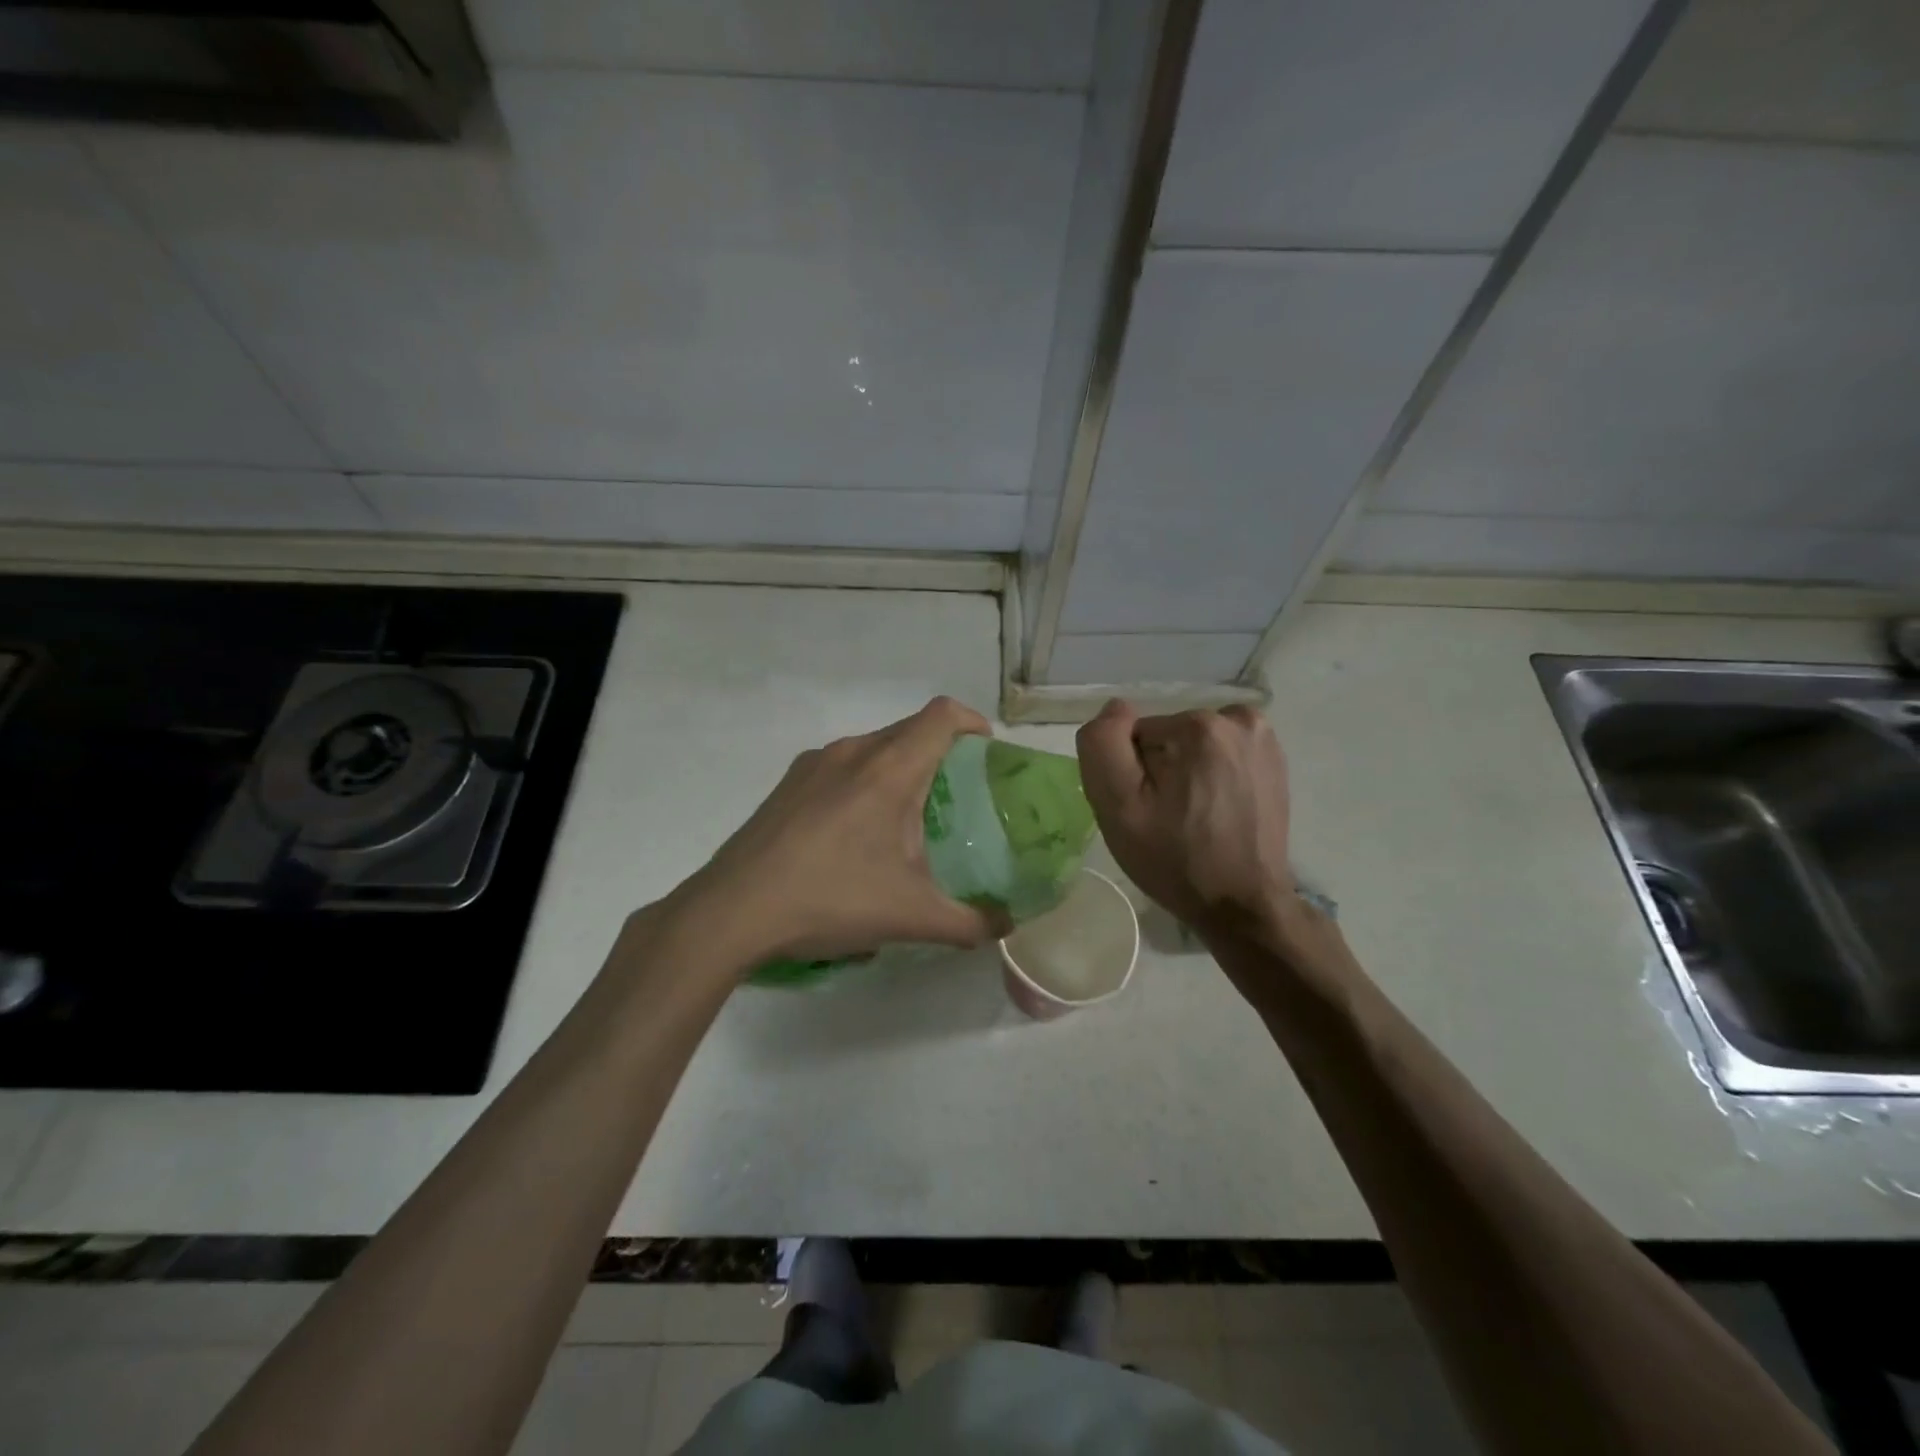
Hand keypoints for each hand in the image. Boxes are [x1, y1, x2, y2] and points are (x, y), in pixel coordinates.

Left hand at [677, 696, 1004, 966]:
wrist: (732, 911)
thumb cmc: (830, 900)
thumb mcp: (910, 917)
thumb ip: (969, 922)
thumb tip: (1006, 926)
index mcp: (889, 770)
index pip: (942, 716)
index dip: (973, 723)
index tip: (987, 754)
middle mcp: (852, 752)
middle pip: (910, 730)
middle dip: (940, 754)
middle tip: (956, 798)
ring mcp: (813, 764)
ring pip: (873, 748)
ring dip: (898, 770)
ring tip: (905, 820)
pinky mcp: (787, 784)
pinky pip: (841, 767)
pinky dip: (863, 784)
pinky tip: (854, 835)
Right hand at [1075, 700, 1296, 937]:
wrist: (1243, 905)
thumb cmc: (1175, 859)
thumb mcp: (1117, 806)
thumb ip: (1103, 745)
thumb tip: (1116, 709)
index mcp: (1198, 726)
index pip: (1136, 736)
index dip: (1132, 774)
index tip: (1145, 810)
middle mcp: (1238, 720)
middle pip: (1167, 737)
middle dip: (1161, 771)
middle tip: (1167, 819)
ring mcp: (1263, 739)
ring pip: (1193, 745)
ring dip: (1186, 773)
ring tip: (1193, 818)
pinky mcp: (1275, 760)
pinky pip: (1220, 754)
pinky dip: (1212, 776)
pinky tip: (1216, 811)